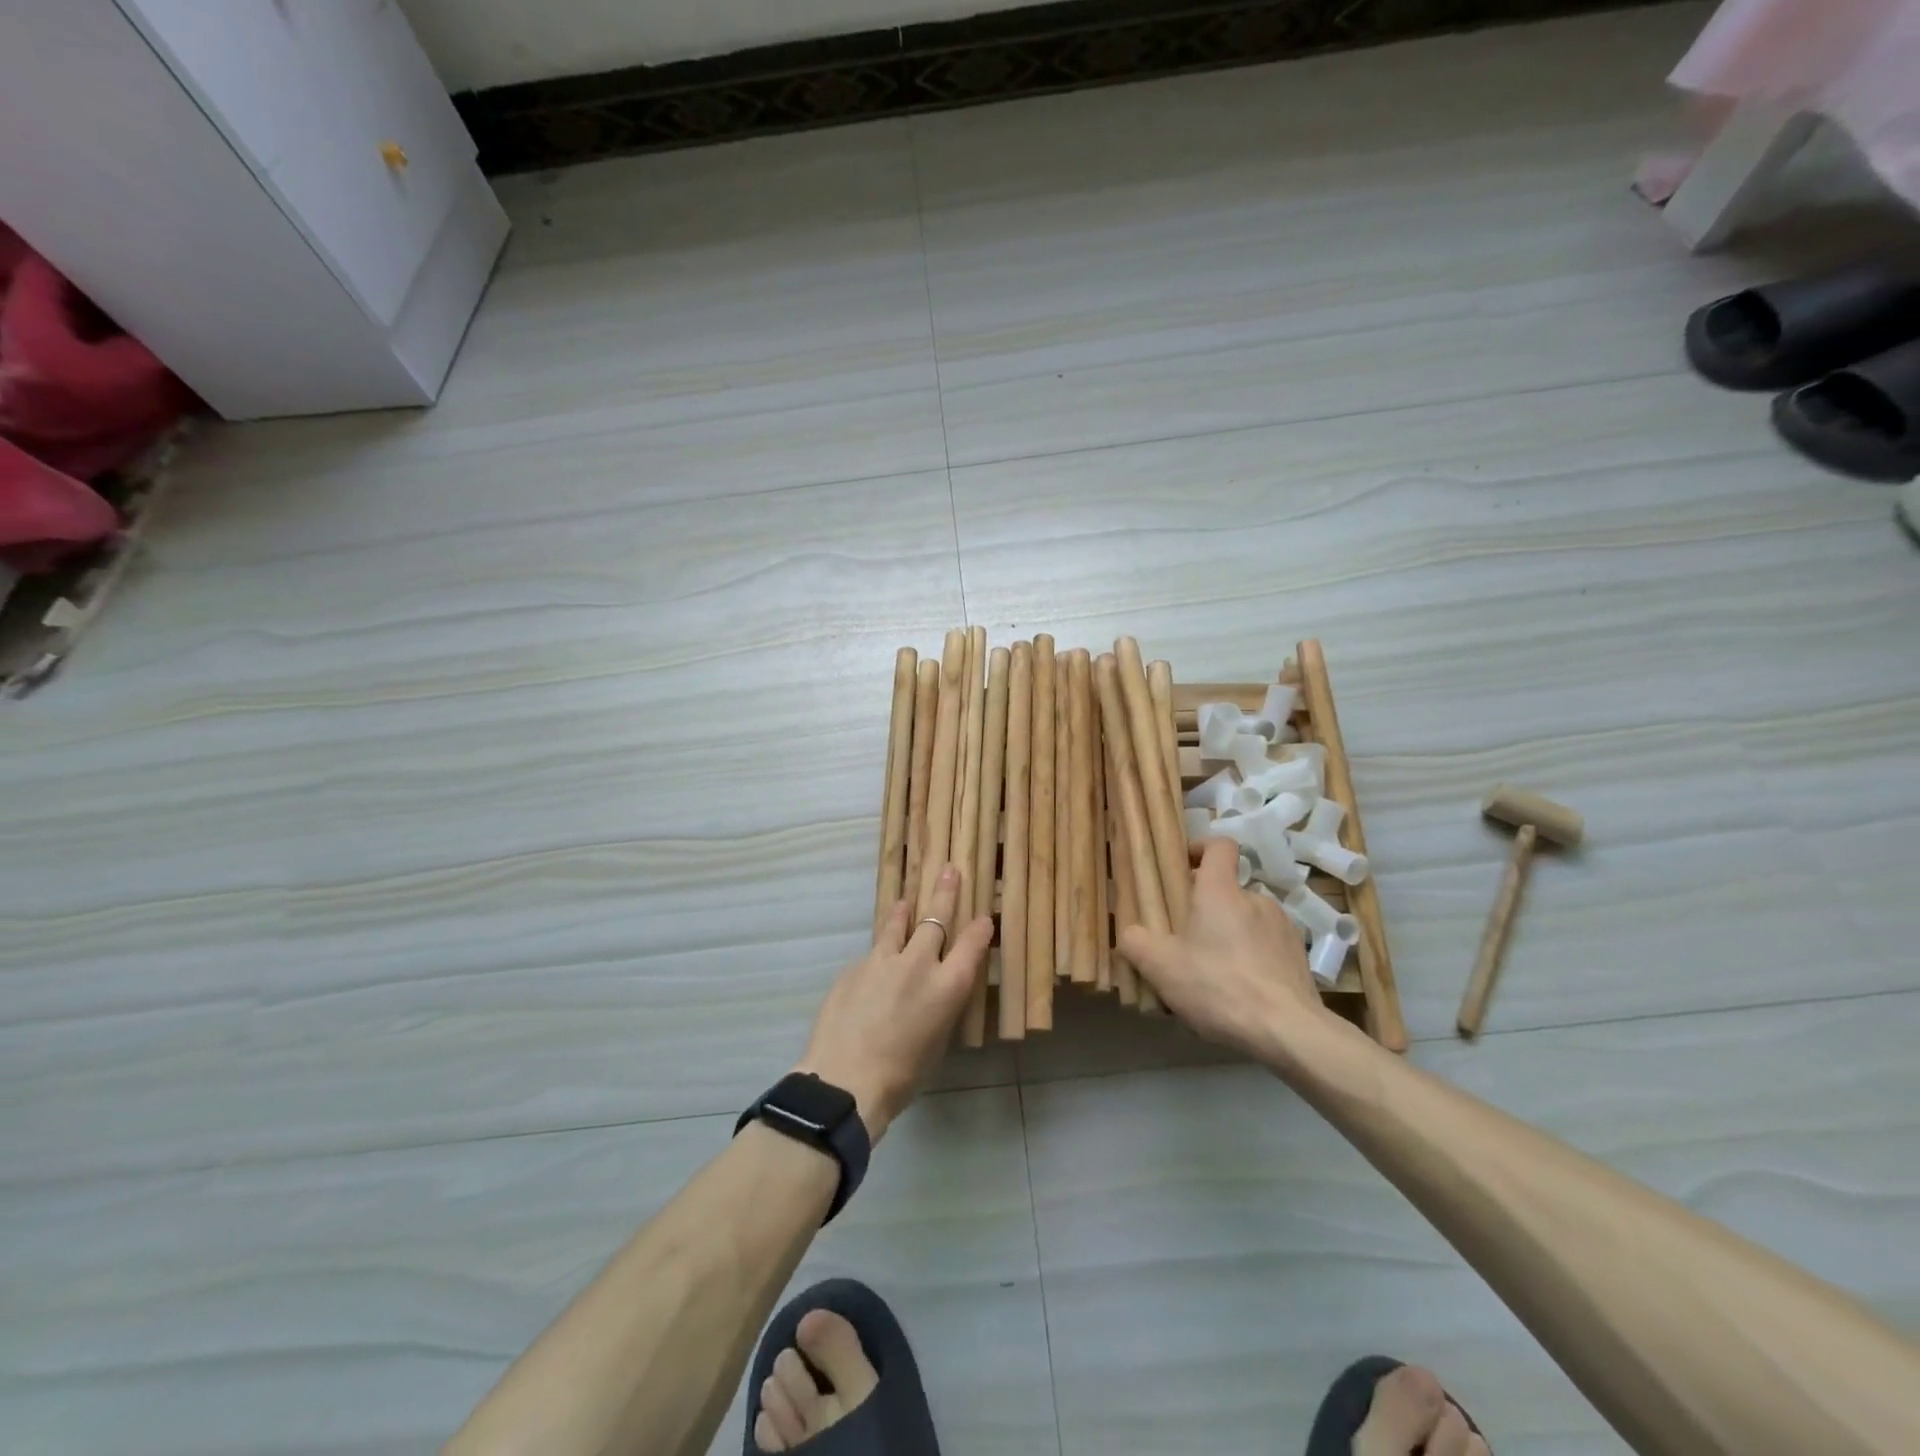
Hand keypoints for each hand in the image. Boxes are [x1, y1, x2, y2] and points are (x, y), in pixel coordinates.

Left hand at [795, 864, 992, 1143]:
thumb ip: (939, 1008)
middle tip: (948, 870)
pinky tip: (872, 969)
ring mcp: (882, 961)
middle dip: (945, 893)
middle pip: (935, 918)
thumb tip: (933, 994)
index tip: (983, 919)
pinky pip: (871, 954)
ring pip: (897, 925)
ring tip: (906, 901)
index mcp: (948, 986)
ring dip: (904, 912)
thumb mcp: (937, 1042)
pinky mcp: (854, 967)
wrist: (845, 1080)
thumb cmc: (902, 1076)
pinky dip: (878, 956)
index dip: (980, 930)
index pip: (972, 944)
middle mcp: (919, 963)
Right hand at [1119, 837, 1333, 1063]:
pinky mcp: (1299, 956)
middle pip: (1228, 890)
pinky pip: (1268, 947)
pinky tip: (1241, 991)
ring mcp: (1283, 927)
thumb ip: (1136, 943)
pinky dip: (1253, 959)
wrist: (1288, 1031)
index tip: (1182, 867)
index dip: (1200, 849)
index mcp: (1222, 891)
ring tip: (1215, 973)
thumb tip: (1130, 934)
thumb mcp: (1161, 967)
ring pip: (1248, 920)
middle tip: (1186, 940)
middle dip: (1207, 909)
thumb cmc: (1218, 986)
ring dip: (1231, 935)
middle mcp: (1256, 899)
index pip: (1219, 846)